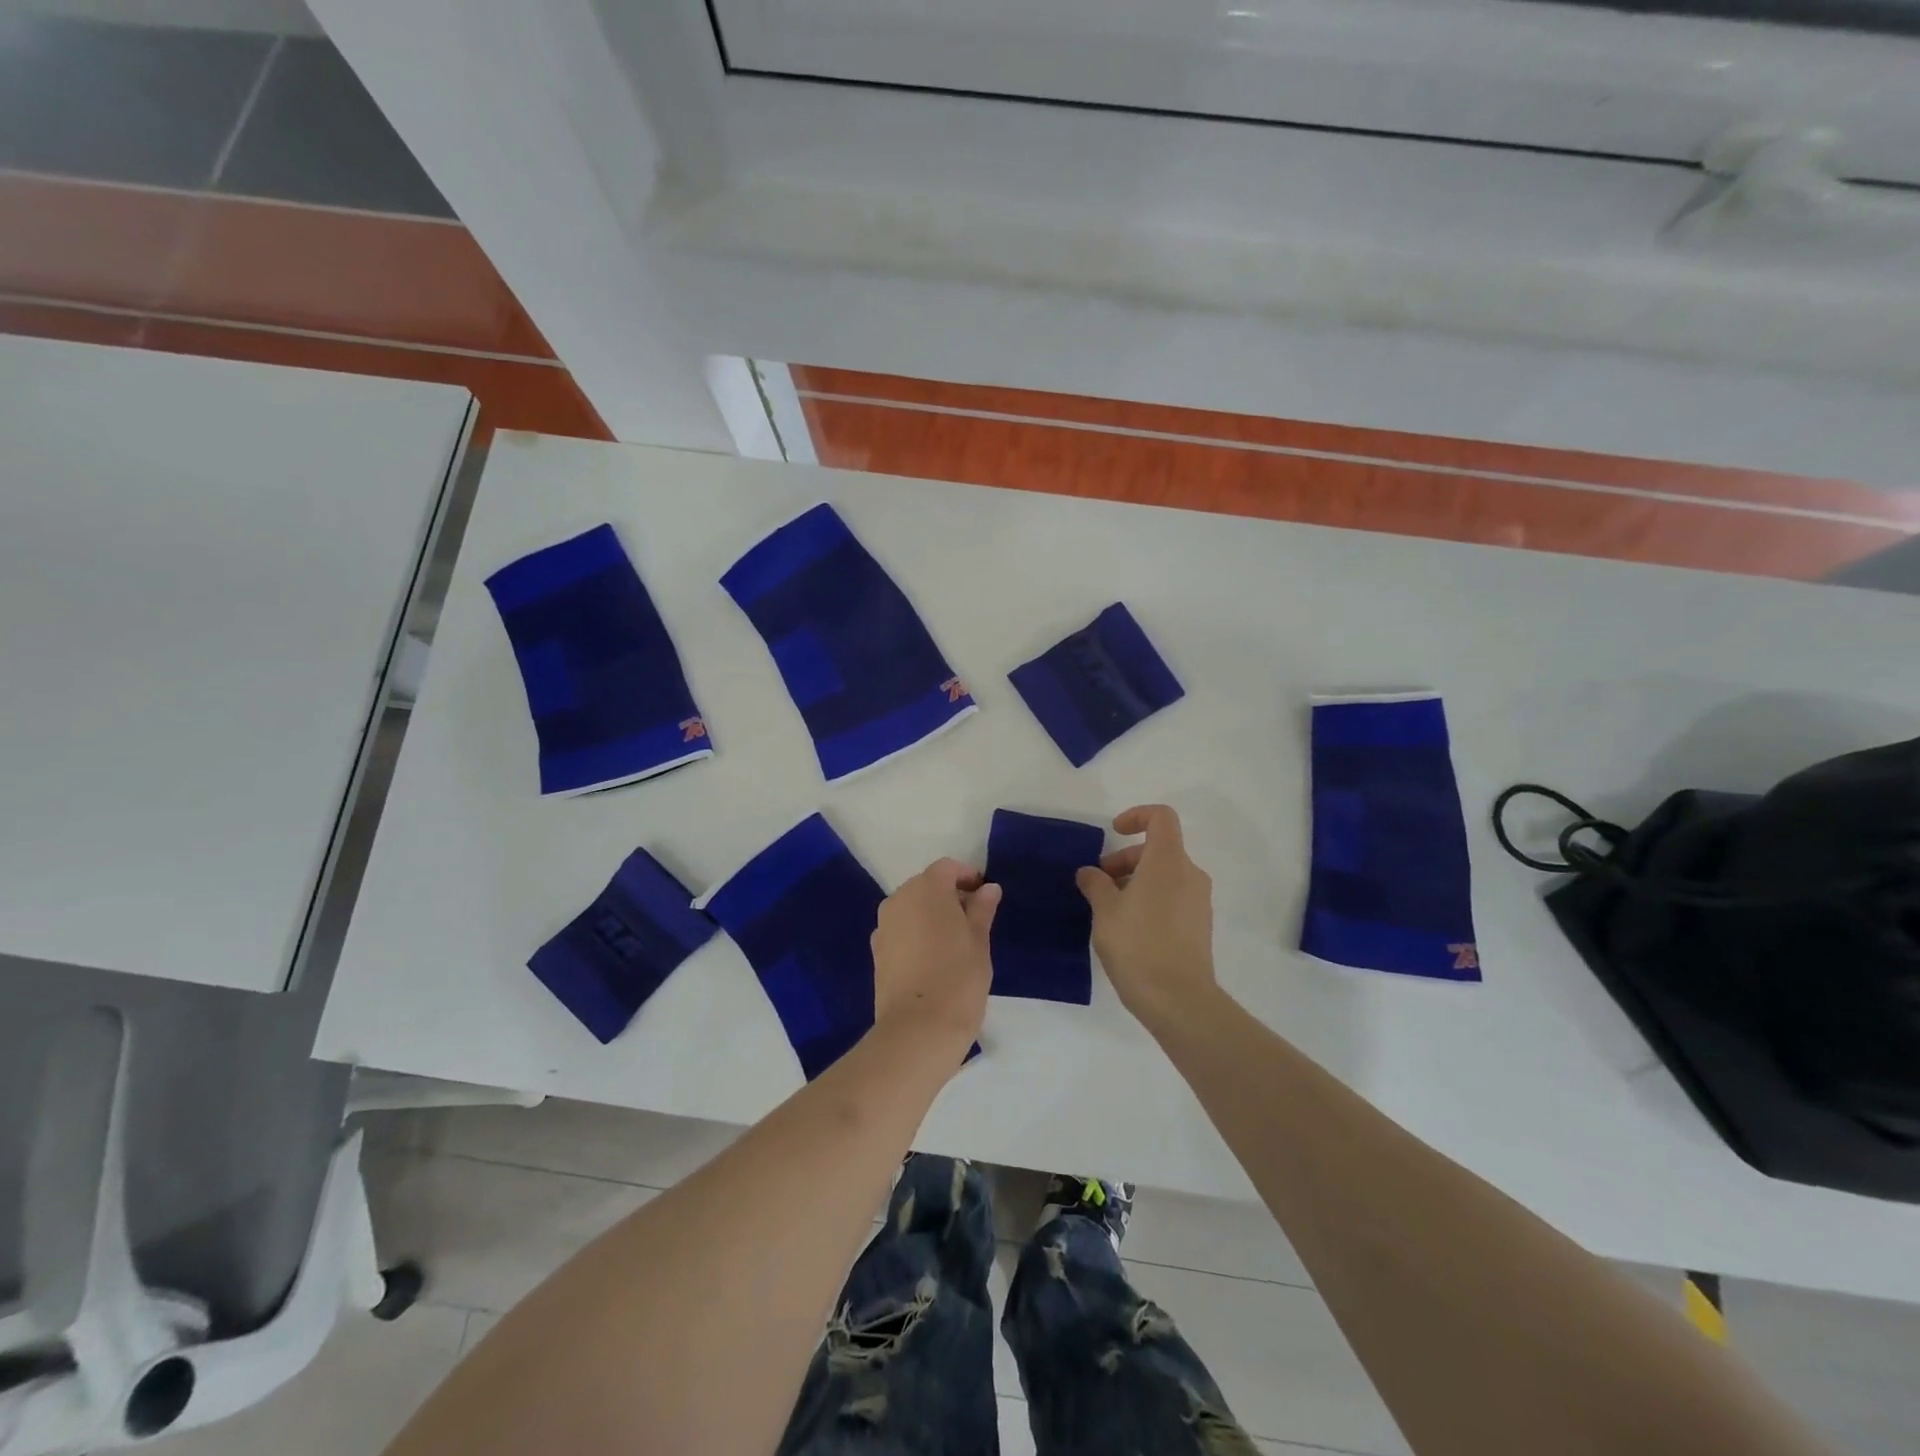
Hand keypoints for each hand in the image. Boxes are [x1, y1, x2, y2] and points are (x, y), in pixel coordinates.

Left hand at [871, 858, 1000, 1055]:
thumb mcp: (980, 941)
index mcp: (926, 889)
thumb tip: (988, 888)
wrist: (918, 1029)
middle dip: (948, 895)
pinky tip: (932, 958)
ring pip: (911, 907)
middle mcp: (899, 899)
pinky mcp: (877, 951)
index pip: (946, 868)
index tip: (985, 895)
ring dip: (931, 914)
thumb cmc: (958, 978)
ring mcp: (884, 926)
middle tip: (973, 920)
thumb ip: (982, 909)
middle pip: (926, 885)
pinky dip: (916, 933)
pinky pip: (900, 929)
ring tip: (954, 941)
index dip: (967, 876)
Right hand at [1077, 805, 1215, 1028]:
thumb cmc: (1138, 945)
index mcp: (1168, 861)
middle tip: (1098, 883)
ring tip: (1109, 909)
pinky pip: (1173, 897)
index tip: (1113, 834)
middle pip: (1159, 849)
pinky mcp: (1200, 926)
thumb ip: (1096, 884)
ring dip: (1135, 881)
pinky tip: (1128, 928)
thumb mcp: (1105, 911)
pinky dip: (1150, 899)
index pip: (1161, 817)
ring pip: (1165, 875)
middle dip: (1125, 859)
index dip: (1136, 816)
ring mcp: (1199, 901)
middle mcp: (1190, 874)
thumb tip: (1090, 873)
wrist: (1178, 1000)